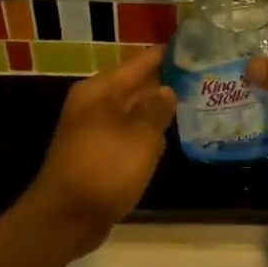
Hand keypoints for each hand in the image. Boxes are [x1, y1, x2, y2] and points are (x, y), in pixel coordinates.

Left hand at [25, 44, 176, 244]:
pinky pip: (126, 136)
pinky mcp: (96, 156)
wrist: (66, 218)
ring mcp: (93, 132)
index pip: (139, 63)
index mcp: (100, 91)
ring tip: (193, 104)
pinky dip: (145, 136)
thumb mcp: (139, 136)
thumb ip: (156, 109)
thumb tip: (167, 90)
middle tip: (201, 78)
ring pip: (132, 113)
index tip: (193, 48)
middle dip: (164, 84)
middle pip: (134, 86)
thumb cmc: (105, 169)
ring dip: (156, 112)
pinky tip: (167, 140)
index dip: (165, 56)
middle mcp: (93, 105)